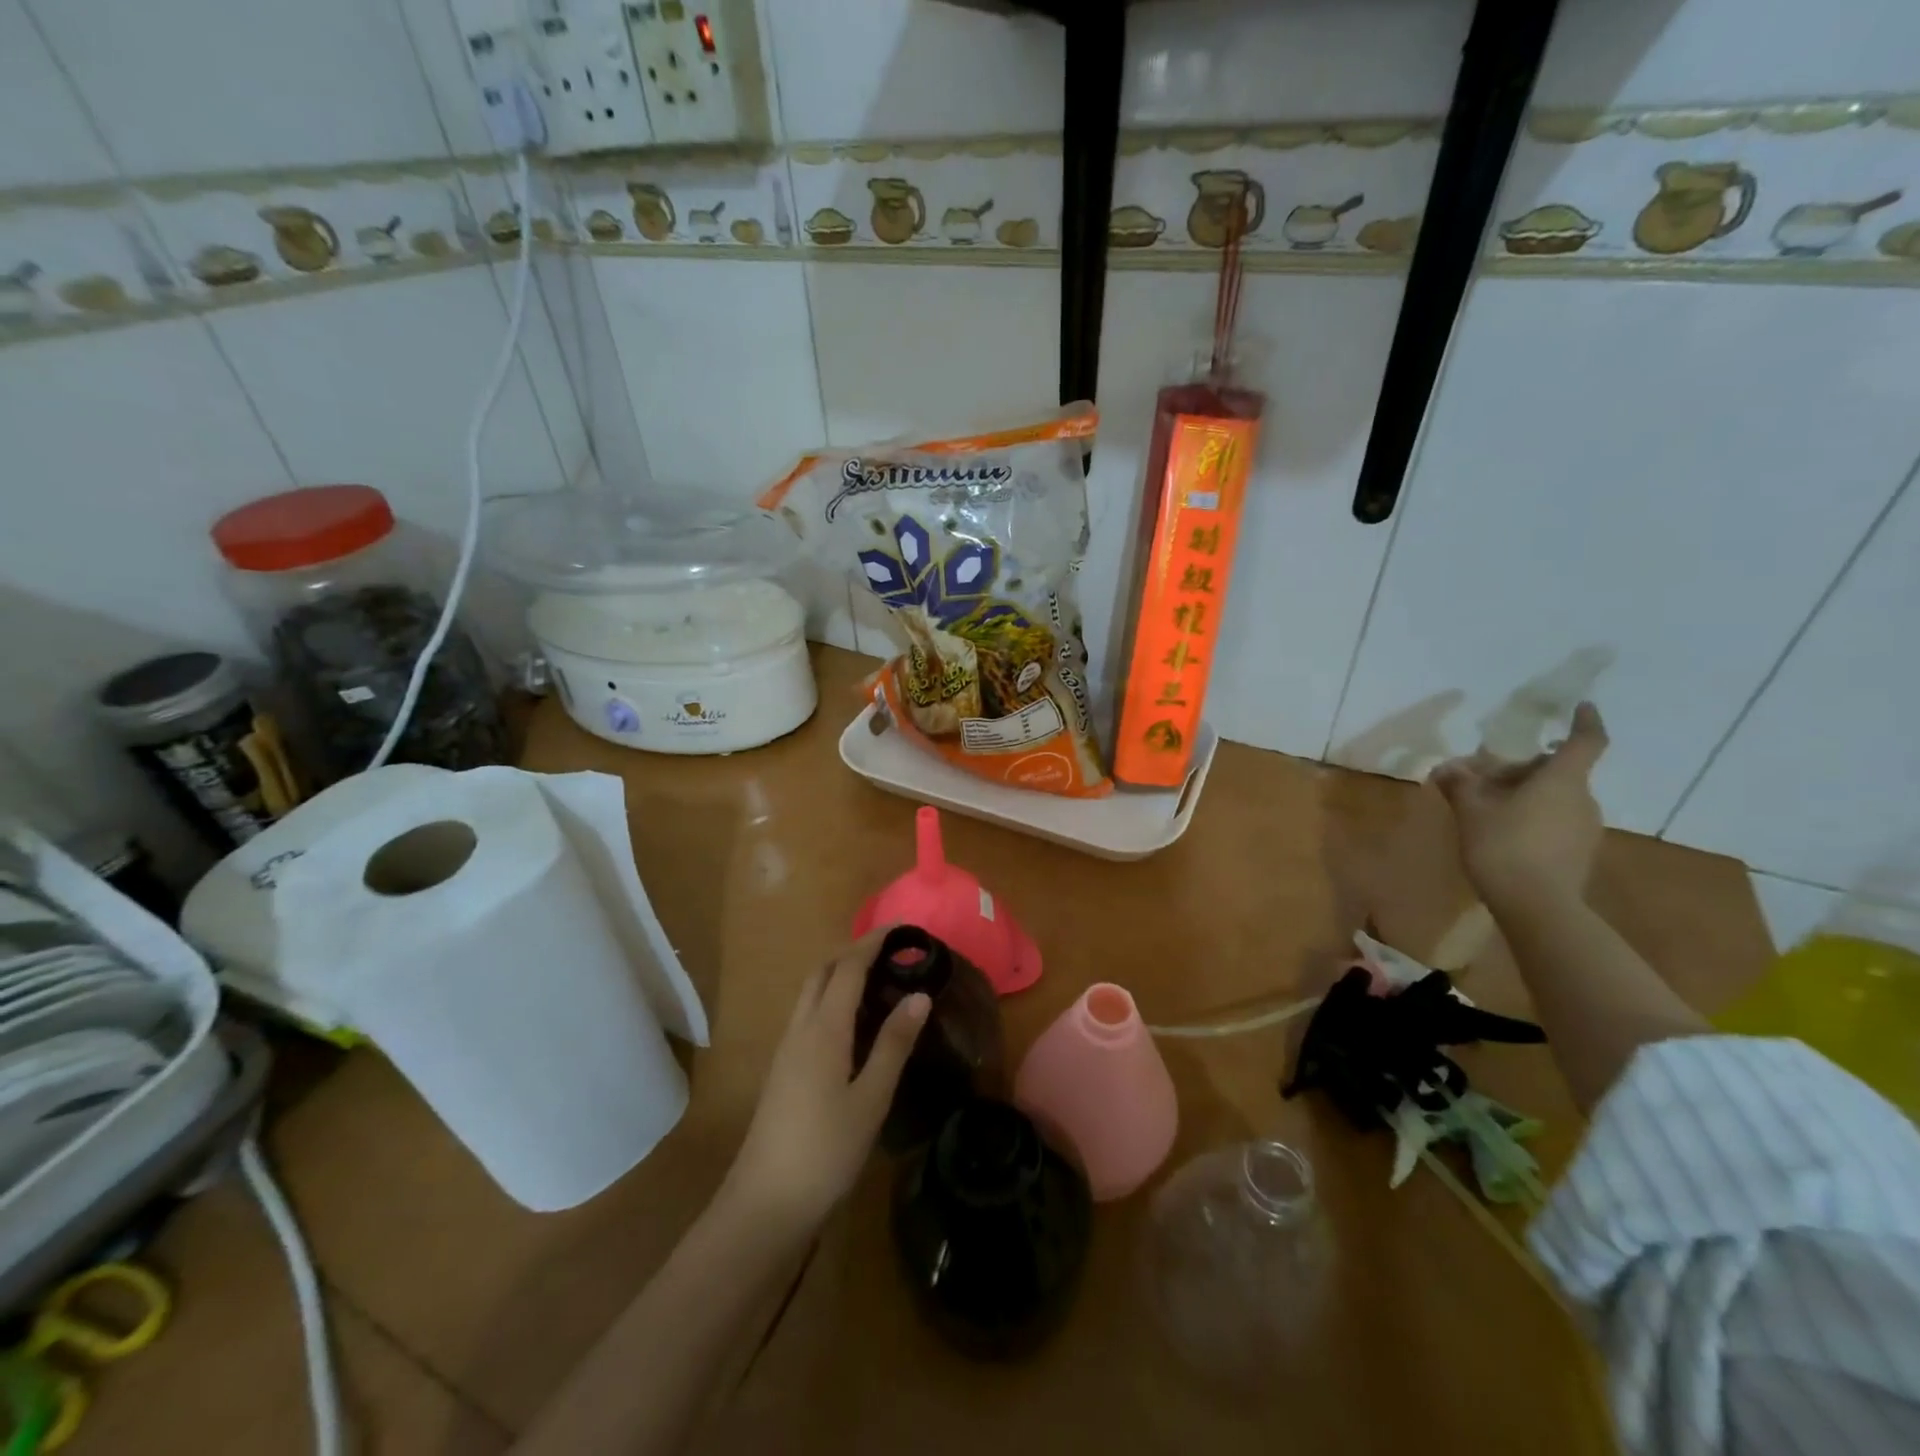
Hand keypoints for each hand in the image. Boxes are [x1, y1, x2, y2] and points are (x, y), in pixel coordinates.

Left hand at [720, 928, 928, 1237]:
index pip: (848, 968)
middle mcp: (800, 1029)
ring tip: (877, 978)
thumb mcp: (871, 1099)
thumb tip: (920, 995)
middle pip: (822, 972)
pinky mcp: (783, 1070)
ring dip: (839, 973)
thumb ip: (894, 1044)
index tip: (901, 928)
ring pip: (811, 992)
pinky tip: (852, 1022)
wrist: (764, 1204)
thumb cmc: (825, 1150)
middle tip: (891, 951)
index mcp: (823, 1029)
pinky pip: (807, 1014)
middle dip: (853, 951)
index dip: (872, 942)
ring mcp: (786, 1049)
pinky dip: (831, 998)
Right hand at [1430, 702, 1608, 907]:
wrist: (1536, 905)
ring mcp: (1585, 828)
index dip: (1586, 722)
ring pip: (1556, 797)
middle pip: (1558, 771)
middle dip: (1525, 767)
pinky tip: (1502, 831)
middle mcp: (1582, 799)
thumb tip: (1447, 768)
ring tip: (1487, 805)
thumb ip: (1461, 785)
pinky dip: (1533, 817)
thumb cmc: (1504, 846)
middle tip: (1486, 775)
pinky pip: (1556, 821)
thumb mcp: (1471, 811)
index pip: (1585, 742)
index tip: (1581, 706)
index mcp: (1561, 781)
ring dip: (1526, 794)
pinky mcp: (1579, 852)